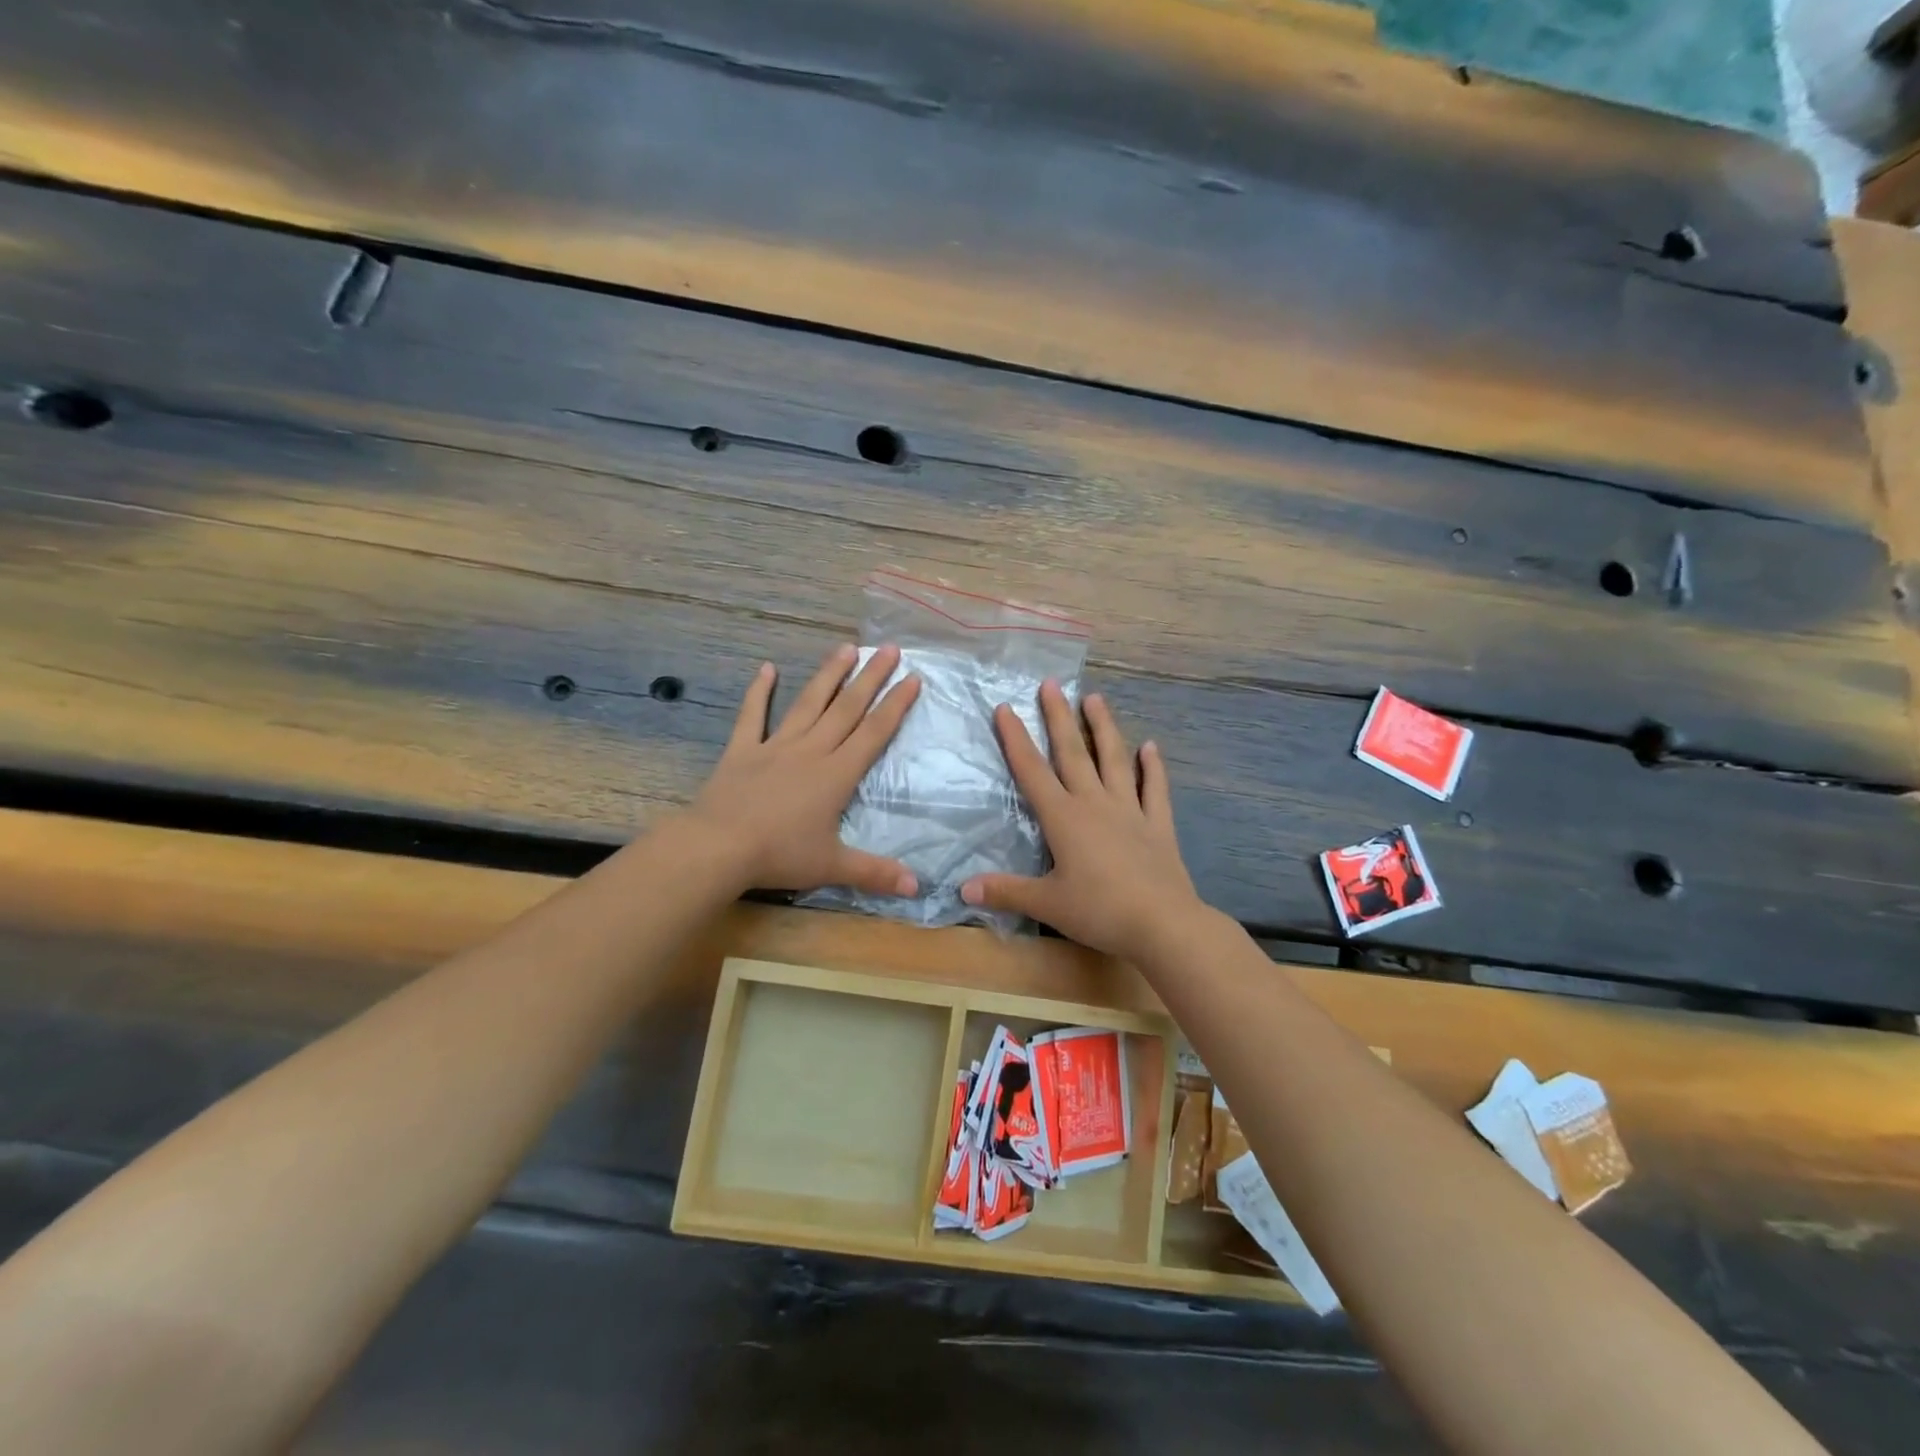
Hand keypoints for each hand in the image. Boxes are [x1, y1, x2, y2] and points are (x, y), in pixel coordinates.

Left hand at [690, 644, 921, 895]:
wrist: (718, 846)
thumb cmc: (779, 854)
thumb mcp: (832, 866)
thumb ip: (875, 873)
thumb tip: (917, 887)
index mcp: (837, 774)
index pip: (874, 733)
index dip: (896, 705)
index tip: (913, 678)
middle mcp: (812, 750)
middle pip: (847, 708)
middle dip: (871, 677)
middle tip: (889, 649)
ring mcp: (775, 745)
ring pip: (808, 703)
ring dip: (829, 674)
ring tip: (846, 647)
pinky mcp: (743, 750)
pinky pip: (753, 715)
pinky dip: (760, 691)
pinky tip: (766, 668)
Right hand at [961, 682, 1203, 956]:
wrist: (1162, 924)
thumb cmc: (1099, 911)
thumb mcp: (1046, 904)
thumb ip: (1005, 891)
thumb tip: (962, 888)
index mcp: (1064, 818)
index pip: (1032, 771)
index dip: (1016, 739)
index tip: (1005, 708)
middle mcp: (1095, 804)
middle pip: (1073, 753)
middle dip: (1058, 717)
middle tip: (1051, 684)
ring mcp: (1130, 810)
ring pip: (1115, 760)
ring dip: (1104, 727)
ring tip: (1095, 698)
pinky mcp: (1158, 825)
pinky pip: (1155, 789)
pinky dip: (1153, 767)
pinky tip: (1151, 747)